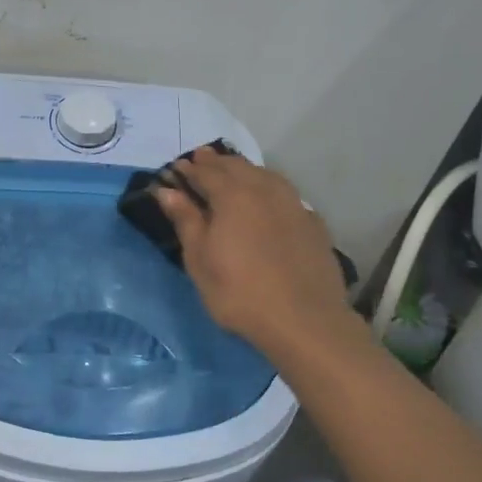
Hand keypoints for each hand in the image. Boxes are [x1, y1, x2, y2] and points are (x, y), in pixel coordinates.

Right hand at [154, 152, 361, 359]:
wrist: (304, 321)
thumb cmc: (239, 292)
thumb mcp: (200, 260)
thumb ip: (186, 220)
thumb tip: (167, 191)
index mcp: (233, 195)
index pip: (206, 172)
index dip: (189, 169)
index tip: (176, 168)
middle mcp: (265, 190)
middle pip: (237, 167)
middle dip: (216, 162)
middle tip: (201, 160)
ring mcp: (294, 204)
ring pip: (265, 175)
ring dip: (245, 170)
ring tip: (233, 173)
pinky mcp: (313, 223)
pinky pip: (286, 194)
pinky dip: (269, 189)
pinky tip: (268, 200)